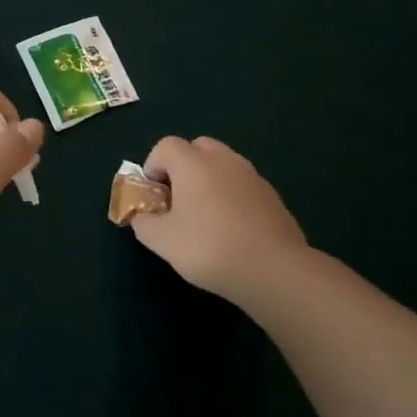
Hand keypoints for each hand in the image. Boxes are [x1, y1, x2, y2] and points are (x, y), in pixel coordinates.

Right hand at [131, 136, 309, 311]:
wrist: (274, 270)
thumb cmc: (208, 247)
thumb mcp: (161, 240)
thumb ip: (144, 222)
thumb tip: (143, 217)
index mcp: (193, 163)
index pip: (165, 146)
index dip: (153, 167)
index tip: (154, 196)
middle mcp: (223, 160)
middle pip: (197, 147)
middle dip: (183, 167)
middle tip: (178, 199)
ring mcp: (252, 176)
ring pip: (223, 165)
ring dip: (209, 180)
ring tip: (205, 216)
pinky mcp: (272, 196)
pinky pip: (242, 185)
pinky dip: (232, 197)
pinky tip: (232, 229)